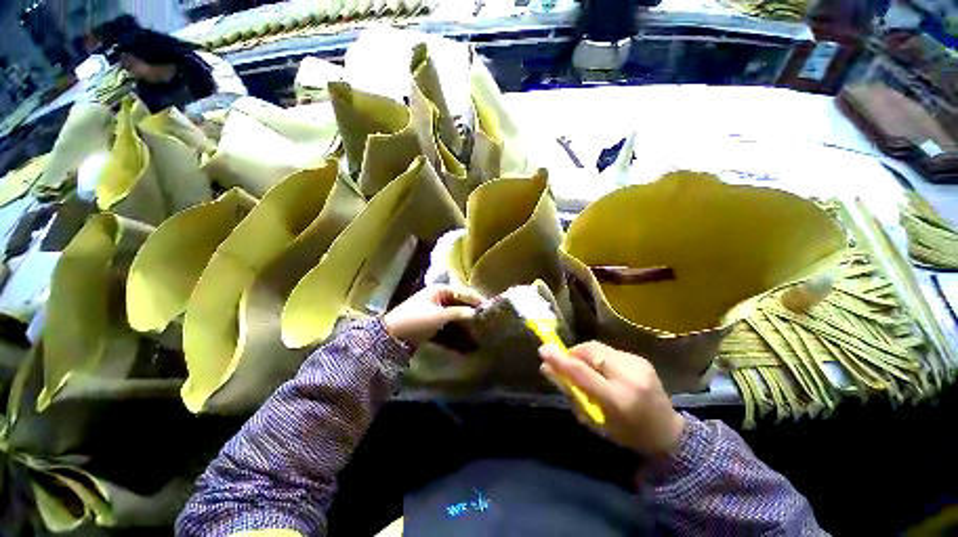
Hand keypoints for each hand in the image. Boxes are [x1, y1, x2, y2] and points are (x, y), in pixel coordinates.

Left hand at [383, 286, 482, 344]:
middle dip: (471, 315)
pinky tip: (466, 346)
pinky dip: (456, 335)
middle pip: (459, 305)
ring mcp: (434, 312)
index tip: (489, 308)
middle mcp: (437, 299)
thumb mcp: (440, 316)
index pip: (462, 292)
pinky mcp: (430, 325)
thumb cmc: (417, 320)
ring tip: (479, 336)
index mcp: (439, 291)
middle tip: (486, 322)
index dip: (476, 299)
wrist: (390, 337)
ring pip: (454, 318)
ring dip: (465, 327)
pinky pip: (447, 328)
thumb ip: (459, 313)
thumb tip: (475, 313)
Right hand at [539, 342, 684, 458]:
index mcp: (618, 399)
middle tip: (567, 364)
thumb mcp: (594, 420)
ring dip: (585, 354)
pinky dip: (599, 357)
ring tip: (586, 369)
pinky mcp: (640, 358)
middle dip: (573, 354)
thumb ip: (571, 392)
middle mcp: (629, 376)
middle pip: (590, 351)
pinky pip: (609, 350)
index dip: (559, 359)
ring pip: (598, 347)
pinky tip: (603, 370)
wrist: (667, 432)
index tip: (543, 350)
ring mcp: (637, 364)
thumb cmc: (626, 434)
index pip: (581, 372)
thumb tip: (547, 369)